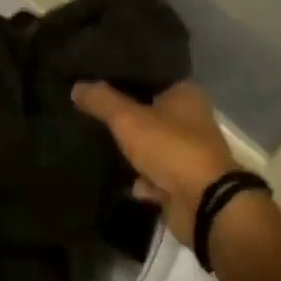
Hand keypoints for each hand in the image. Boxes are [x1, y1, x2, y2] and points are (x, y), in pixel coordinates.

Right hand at [71, 80, 238, 247]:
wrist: (203, 203)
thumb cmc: (171, 148)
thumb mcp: (129, 119)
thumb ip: (101, 101)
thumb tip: (77, 86)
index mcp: (185, 94)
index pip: (150, 77)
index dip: (124, 78)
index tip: (94, 80)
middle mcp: (191, 119)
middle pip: (149, 112)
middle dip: (124, 116)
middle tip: (88, 111)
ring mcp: (188, 152)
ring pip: (150, 145)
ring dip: (131, 150)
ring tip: (96, 143)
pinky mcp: (183, 181)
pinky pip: (154, 175)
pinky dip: (140, 179)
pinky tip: (119, 179)